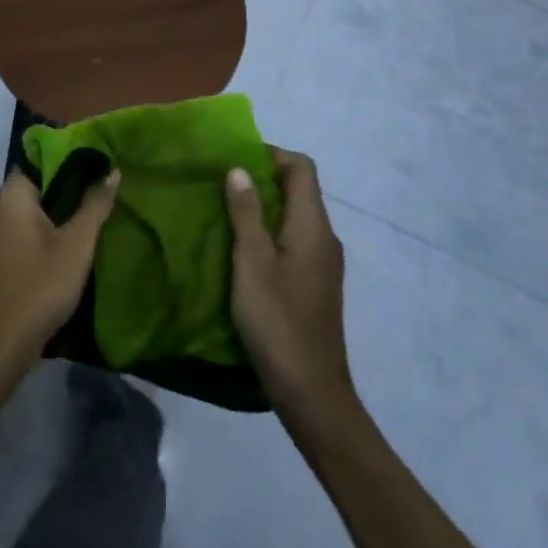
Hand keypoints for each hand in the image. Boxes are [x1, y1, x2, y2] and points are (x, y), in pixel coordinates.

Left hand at [0, 169, 120, 381]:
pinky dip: (49, 228)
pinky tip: (73, 240)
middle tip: (104, 187)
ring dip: (62, 210)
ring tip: (96, 211)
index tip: (101, 162)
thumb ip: (95, 205)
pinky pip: (28, 227)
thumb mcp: (77, 244)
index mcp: (13, 193)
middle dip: (71, 185)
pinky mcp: (0, 254)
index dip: (73, 158)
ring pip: (35, 208)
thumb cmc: (39, 286)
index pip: (43, 157)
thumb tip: (113, 170)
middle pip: (41, 183)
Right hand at [224, 149, 356, 426]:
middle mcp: (324, 237)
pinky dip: (271, 233)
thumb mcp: (252, 263)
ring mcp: (323, 263)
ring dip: (264, 208)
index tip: (236, 160)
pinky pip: (295, 241)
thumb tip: (240, 169)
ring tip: (226, 213)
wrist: (311, 392)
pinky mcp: (316, 285)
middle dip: (263, 179)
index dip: (271, 155)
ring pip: (295, 217)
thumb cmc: (278, 321)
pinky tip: (243, 251)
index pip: (302, 168)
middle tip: (223, 184)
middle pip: (300, 190)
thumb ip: (246, 213)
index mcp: (313, 226)